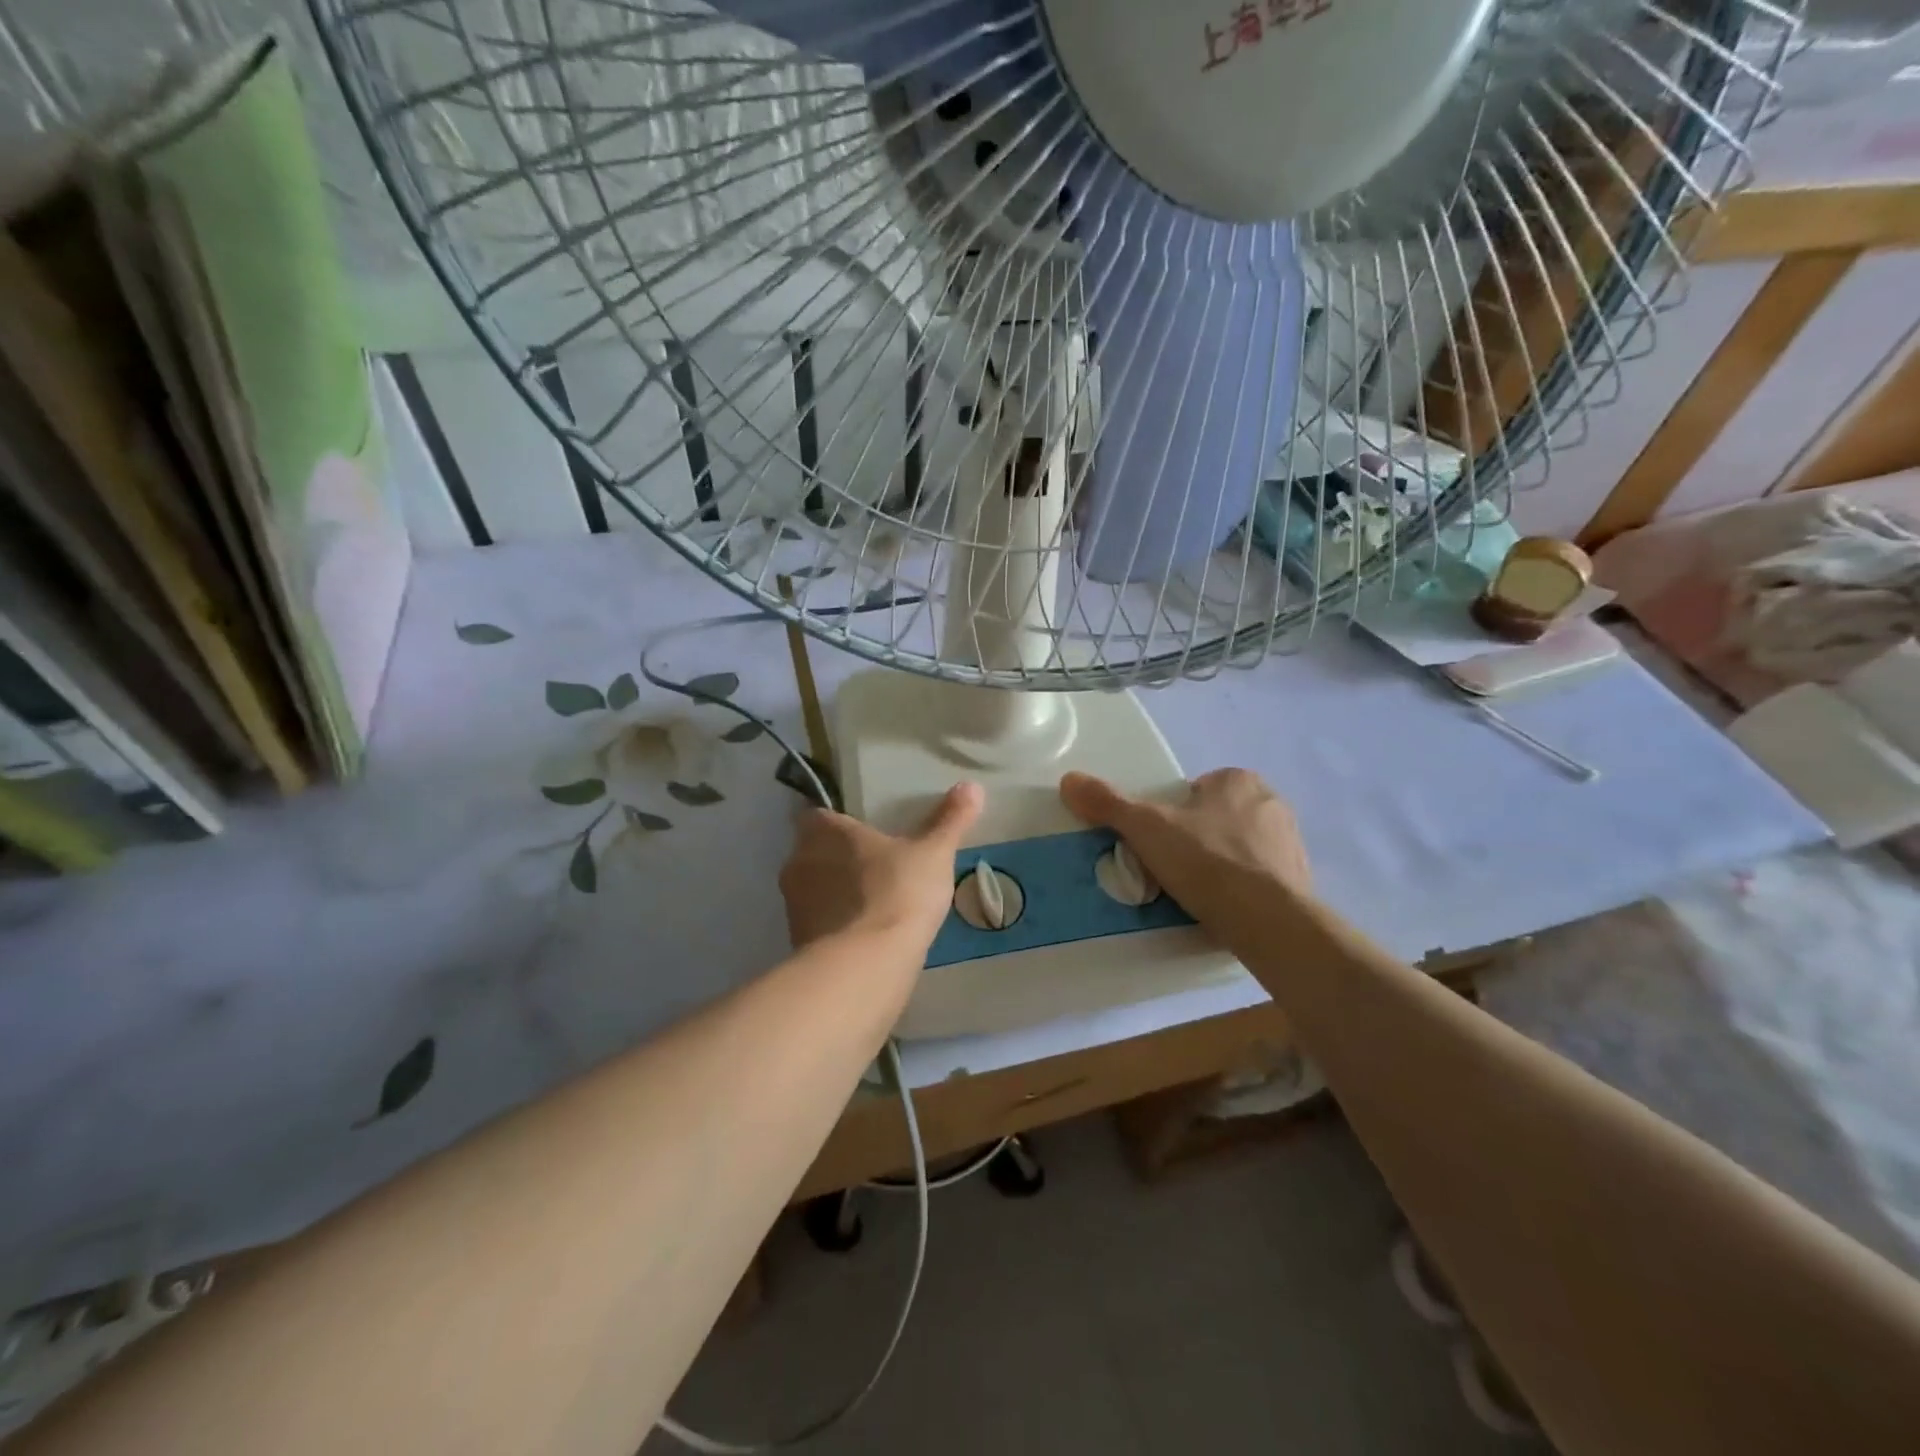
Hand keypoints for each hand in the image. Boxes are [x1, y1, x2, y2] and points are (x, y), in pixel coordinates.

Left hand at [779, 782, 983, 952]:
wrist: (866, 964)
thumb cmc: (898, 892)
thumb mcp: (934, 853)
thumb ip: (950, 819)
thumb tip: (971, 786)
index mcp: (826, 832)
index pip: (815, 817)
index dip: (835, 824)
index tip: (858, 833)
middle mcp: (799, 862)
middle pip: (811, 853)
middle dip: (834, 860)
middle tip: (871, 868)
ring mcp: (793, 906)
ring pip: (811, 891)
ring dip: (832, 895)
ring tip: (870, 905)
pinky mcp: (796, 942)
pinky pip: (815, 926)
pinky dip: (833, 928)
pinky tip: (863, 938)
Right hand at [1059, 768, 1311, 928]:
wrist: (1266, 919)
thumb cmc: (1205, 860)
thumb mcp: (1145, 828)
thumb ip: (1108, 803)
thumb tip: (1068, 780)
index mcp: (1239, 780)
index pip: (1197, 789)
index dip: (1173, 813)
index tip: (1159, 841)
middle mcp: (1271, 804)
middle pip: (1218, 818)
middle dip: (1198, 838)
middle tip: (1172, 867)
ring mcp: (1291, 844)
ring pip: (1242, 848)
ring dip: (1222, 864)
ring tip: (1195, 893)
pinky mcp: (1301, 882)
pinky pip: (1262, 880)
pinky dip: (1243, 891)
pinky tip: (1223, 910)